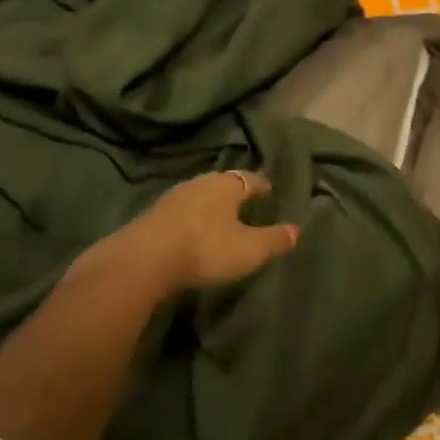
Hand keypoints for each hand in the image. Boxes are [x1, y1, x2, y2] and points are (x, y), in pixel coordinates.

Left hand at [116, 171, 300, 291]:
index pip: (251, 179)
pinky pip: (181, 212)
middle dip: (235, 194)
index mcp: (227, 185)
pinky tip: (192, 232)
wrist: (142, 260)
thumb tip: (297, 230)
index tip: (270, 191)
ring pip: (200, 197)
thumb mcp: (248, 250)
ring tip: (220, 220)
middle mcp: (201, 182)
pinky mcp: (152, 215)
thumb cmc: (205, 248)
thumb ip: (273, 240)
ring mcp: (173, 197)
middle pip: (224, 185)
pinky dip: (190, 219)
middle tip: (246, 205)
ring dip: (210, 207)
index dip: (262, 186)